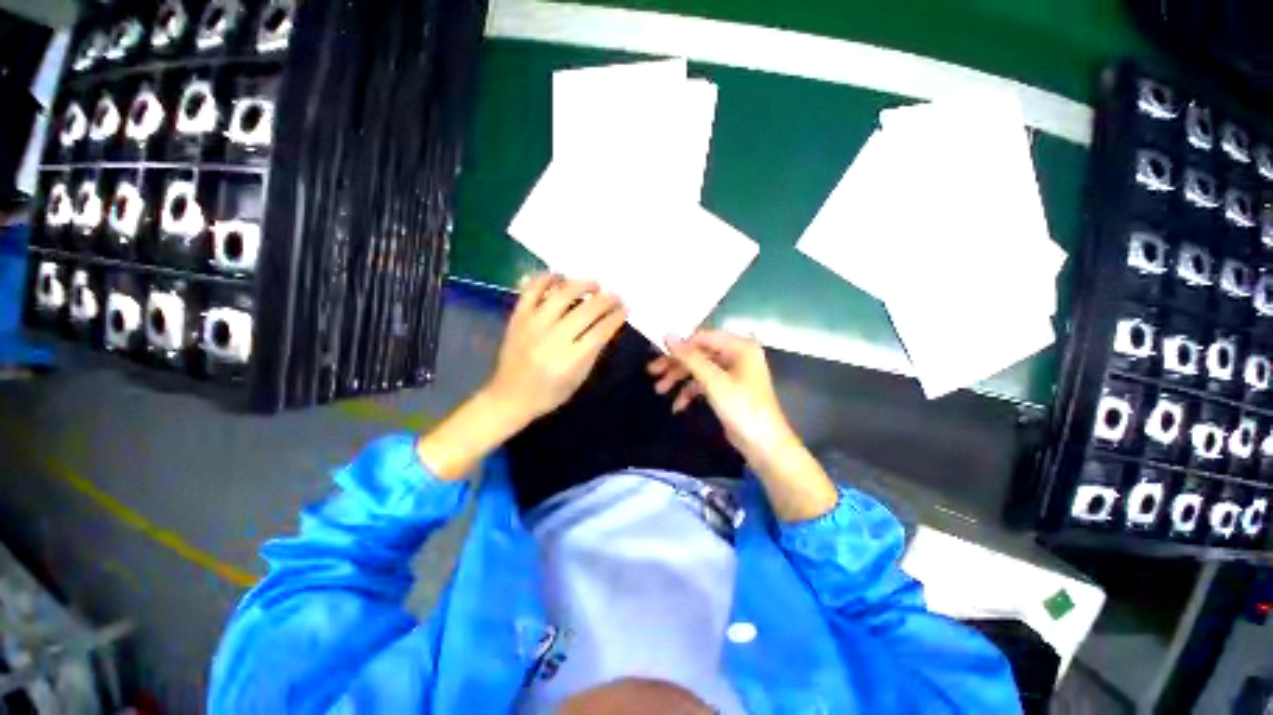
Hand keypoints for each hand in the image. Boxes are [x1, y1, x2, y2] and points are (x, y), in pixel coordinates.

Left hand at [485, 274, 626, 427]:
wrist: (509, 397)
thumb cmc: (549, 393)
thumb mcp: (578, 378)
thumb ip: (594, 351)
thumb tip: (608, 325)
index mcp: (569, 360)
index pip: (600, 331)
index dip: (615, 317)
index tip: (625, 309)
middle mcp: (552, 339)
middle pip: (585, 311)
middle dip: (606, 300)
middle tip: (615, 296)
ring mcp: (532, 325)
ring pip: (561, 295)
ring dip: (582, 285)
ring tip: (594, 284)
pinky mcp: (517, 318)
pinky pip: (532, 290)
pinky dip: (546, 278)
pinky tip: (560, 276)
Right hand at [648, 330, 795, 464]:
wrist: (763, 445)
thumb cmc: (742, 407)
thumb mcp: (713, 380)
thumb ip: (690, 357)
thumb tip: (667, 335)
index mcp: (740, 346)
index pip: (703, 338)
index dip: (680, 345)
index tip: (657, 353)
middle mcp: (737, 355)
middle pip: (699, 353)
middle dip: (676, 365)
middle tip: (652, 372)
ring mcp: (732, 372)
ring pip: (700, 369)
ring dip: (679, 379)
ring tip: (659, 390)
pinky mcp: (727, 389)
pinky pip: (705, 383)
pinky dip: (690, 392)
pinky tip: (677, 406)